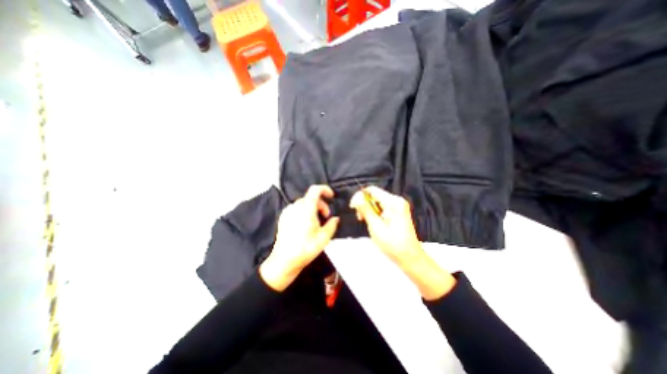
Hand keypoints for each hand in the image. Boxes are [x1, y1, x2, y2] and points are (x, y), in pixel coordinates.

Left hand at [260, 186, 339, 291]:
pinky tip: (306, 225)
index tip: (331, 197)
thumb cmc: (305, 248)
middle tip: (326, 217)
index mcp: (306, 209)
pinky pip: (296, 209)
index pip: (315, 190)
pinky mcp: (283, 218)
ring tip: (316, 223)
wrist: (284, 261)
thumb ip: (332, 225)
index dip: (325, 189)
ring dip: (313, 208)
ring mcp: (287, 212)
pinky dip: (304, 212)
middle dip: (321, 204)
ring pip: (304, 203)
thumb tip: (335, 218)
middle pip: (310, 198)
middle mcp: (295, 207)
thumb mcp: (324, 238)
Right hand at [347, 186, 456, 300]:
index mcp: (393, 202)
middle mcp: (397, 200)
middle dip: (364, 204)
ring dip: (369, 209)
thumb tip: (356, 197)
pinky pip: (382, 207)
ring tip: (366, 221)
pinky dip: (375, 213)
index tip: (353, 207)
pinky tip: (373, 222)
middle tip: (360, 218)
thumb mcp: (376, 226)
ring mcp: (398, 206)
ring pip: (377, 201)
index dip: (360, 196)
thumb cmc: (392, 244)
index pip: (372, 190)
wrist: (410, 257)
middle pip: (374, 195)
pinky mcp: (398, 212)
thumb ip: (365, 210)